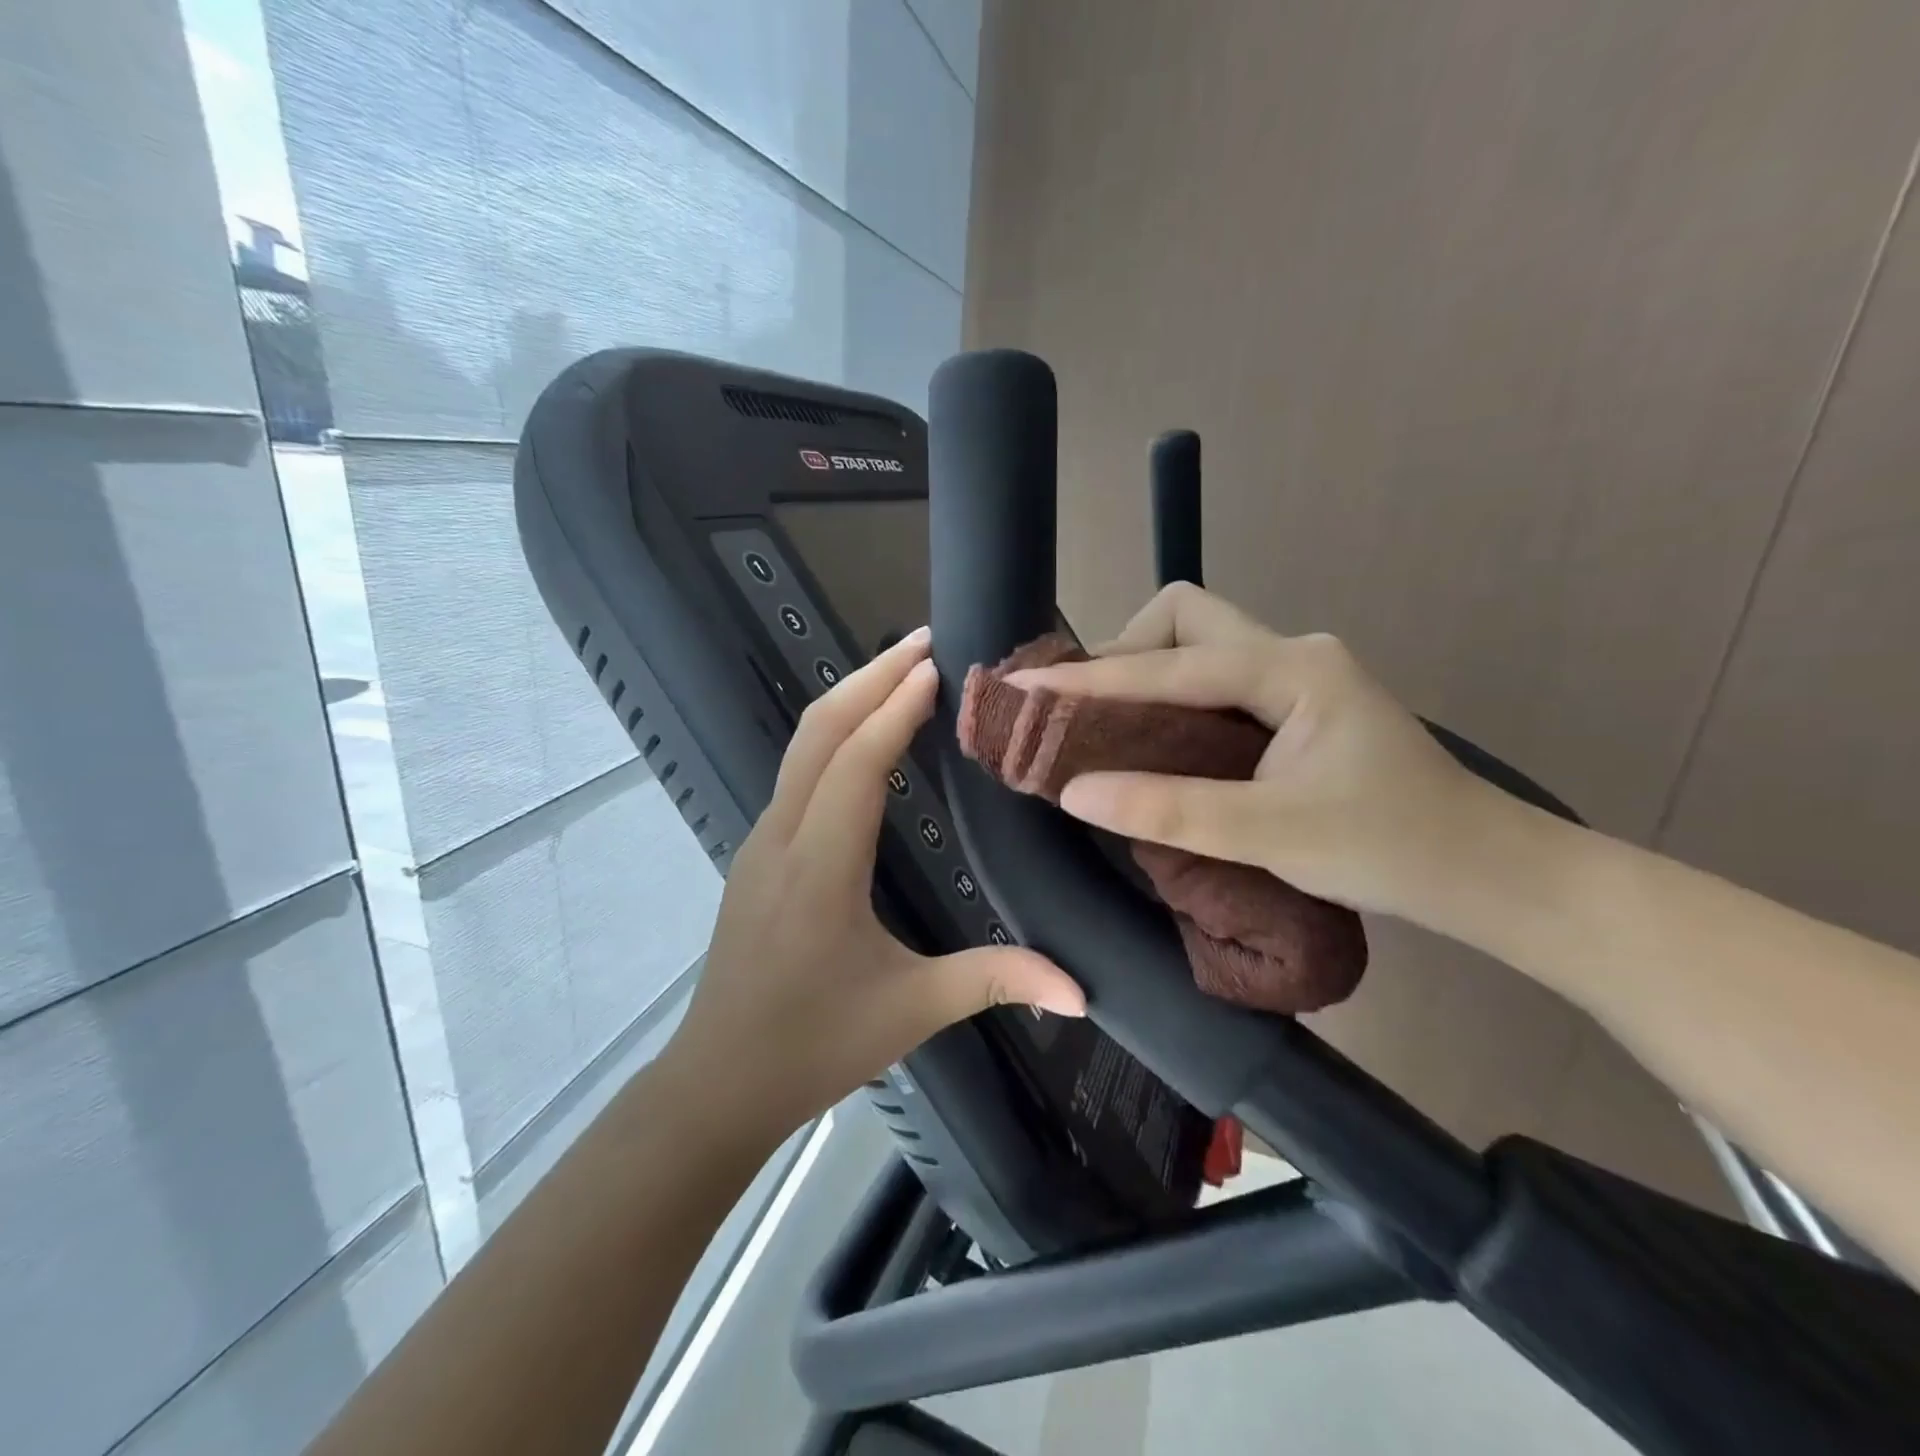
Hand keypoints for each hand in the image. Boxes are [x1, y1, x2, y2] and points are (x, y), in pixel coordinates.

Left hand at [668, 627, 1085, 1135]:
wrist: (718, 1081)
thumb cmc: (813, 1044)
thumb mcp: (911, 1010)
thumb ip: (995, 982)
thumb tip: (1081, 991)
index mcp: (820, 867)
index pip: (858, 764)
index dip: (897, 709)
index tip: (936, 665)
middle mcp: (783, 837)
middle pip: (818, 732)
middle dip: (869, 678)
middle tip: (923, 640)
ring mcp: (762, 841)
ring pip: (801, 746)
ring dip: (849, 699)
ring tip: (901, 672)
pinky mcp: (758, 853)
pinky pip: (796, 772)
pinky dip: (833, 734)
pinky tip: (867, 737)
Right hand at [1006, 584, 1507, 923]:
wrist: (1484, 871)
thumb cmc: (1390, 849)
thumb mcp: (1273, 834)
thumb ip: (1171, 810)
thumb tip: (1074, 793)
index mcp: (1293, 669)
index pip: (1171, 664)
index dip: (1094, 679)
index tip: (1029, 687)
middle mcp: (1291, 653)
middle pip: (1184, 619)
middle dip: (1124, 653)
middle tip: (1084, 712)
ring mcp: (1295, 675)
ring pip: (1197, 645)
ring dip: (1144, 674)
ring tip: (1104, 726)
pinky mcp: (1294, 703)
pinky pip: (1212, 680)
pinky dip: (1169, 699)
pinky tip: (1152, 739)